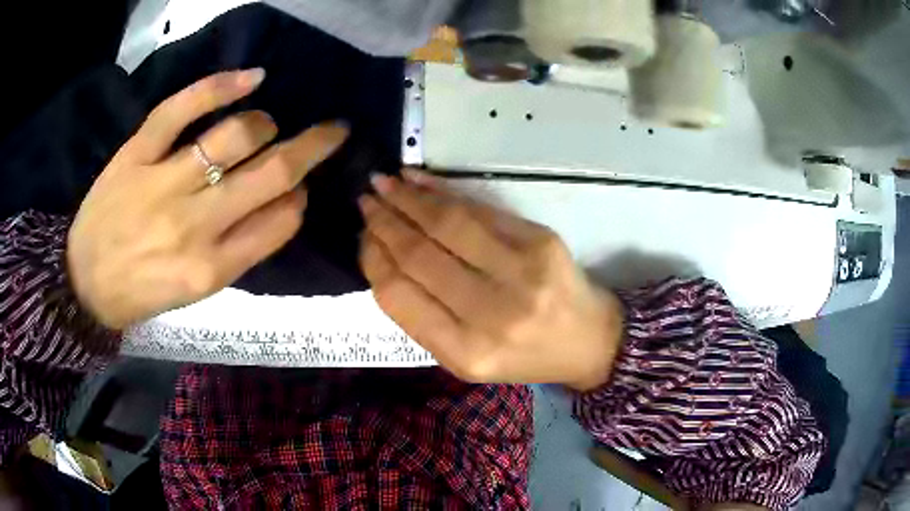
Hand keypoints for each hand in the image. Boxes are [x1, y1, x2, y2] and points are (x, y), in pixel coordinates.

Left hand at [68, 70, 348, 328]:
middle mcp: (194, 225)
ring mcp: (163, 183)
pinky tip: (252, 77)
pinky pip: (182, 108)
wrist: (83, 283)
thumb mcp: (195, 293)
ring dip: (266, 123)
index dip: (301, 198)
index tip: (298, 190)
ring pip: (236, 134)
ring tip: (266, 124)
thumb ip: (240, 251)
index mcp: (212, 269)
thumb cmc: (141, 292)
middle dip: (315, 146)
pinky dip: (221, 85)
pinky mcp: (137, 153)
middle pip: (272, 172)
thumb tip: (283, 203)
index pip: (282, 220)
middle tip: (332, 130)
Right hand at [359, 171, 624, 390]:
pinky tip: (418, 181)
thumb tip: (383, 258)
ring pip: (447, 224)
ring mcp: (521, 273)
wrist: (588, 340)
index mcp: (466, 352)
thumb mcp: (466, 357)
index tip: (363, 237)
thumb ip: (423, 318)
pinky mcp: (540, 240)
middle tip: (365, 201)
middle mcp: (492, 314)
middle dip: (385, 222)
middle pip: (420, 255)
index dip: (374, 259)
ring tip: (384, 183)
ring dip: (408, 199)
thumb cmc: (522, 355)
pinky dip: (444, 191)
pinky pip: (480, 210)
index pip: (399, 295)